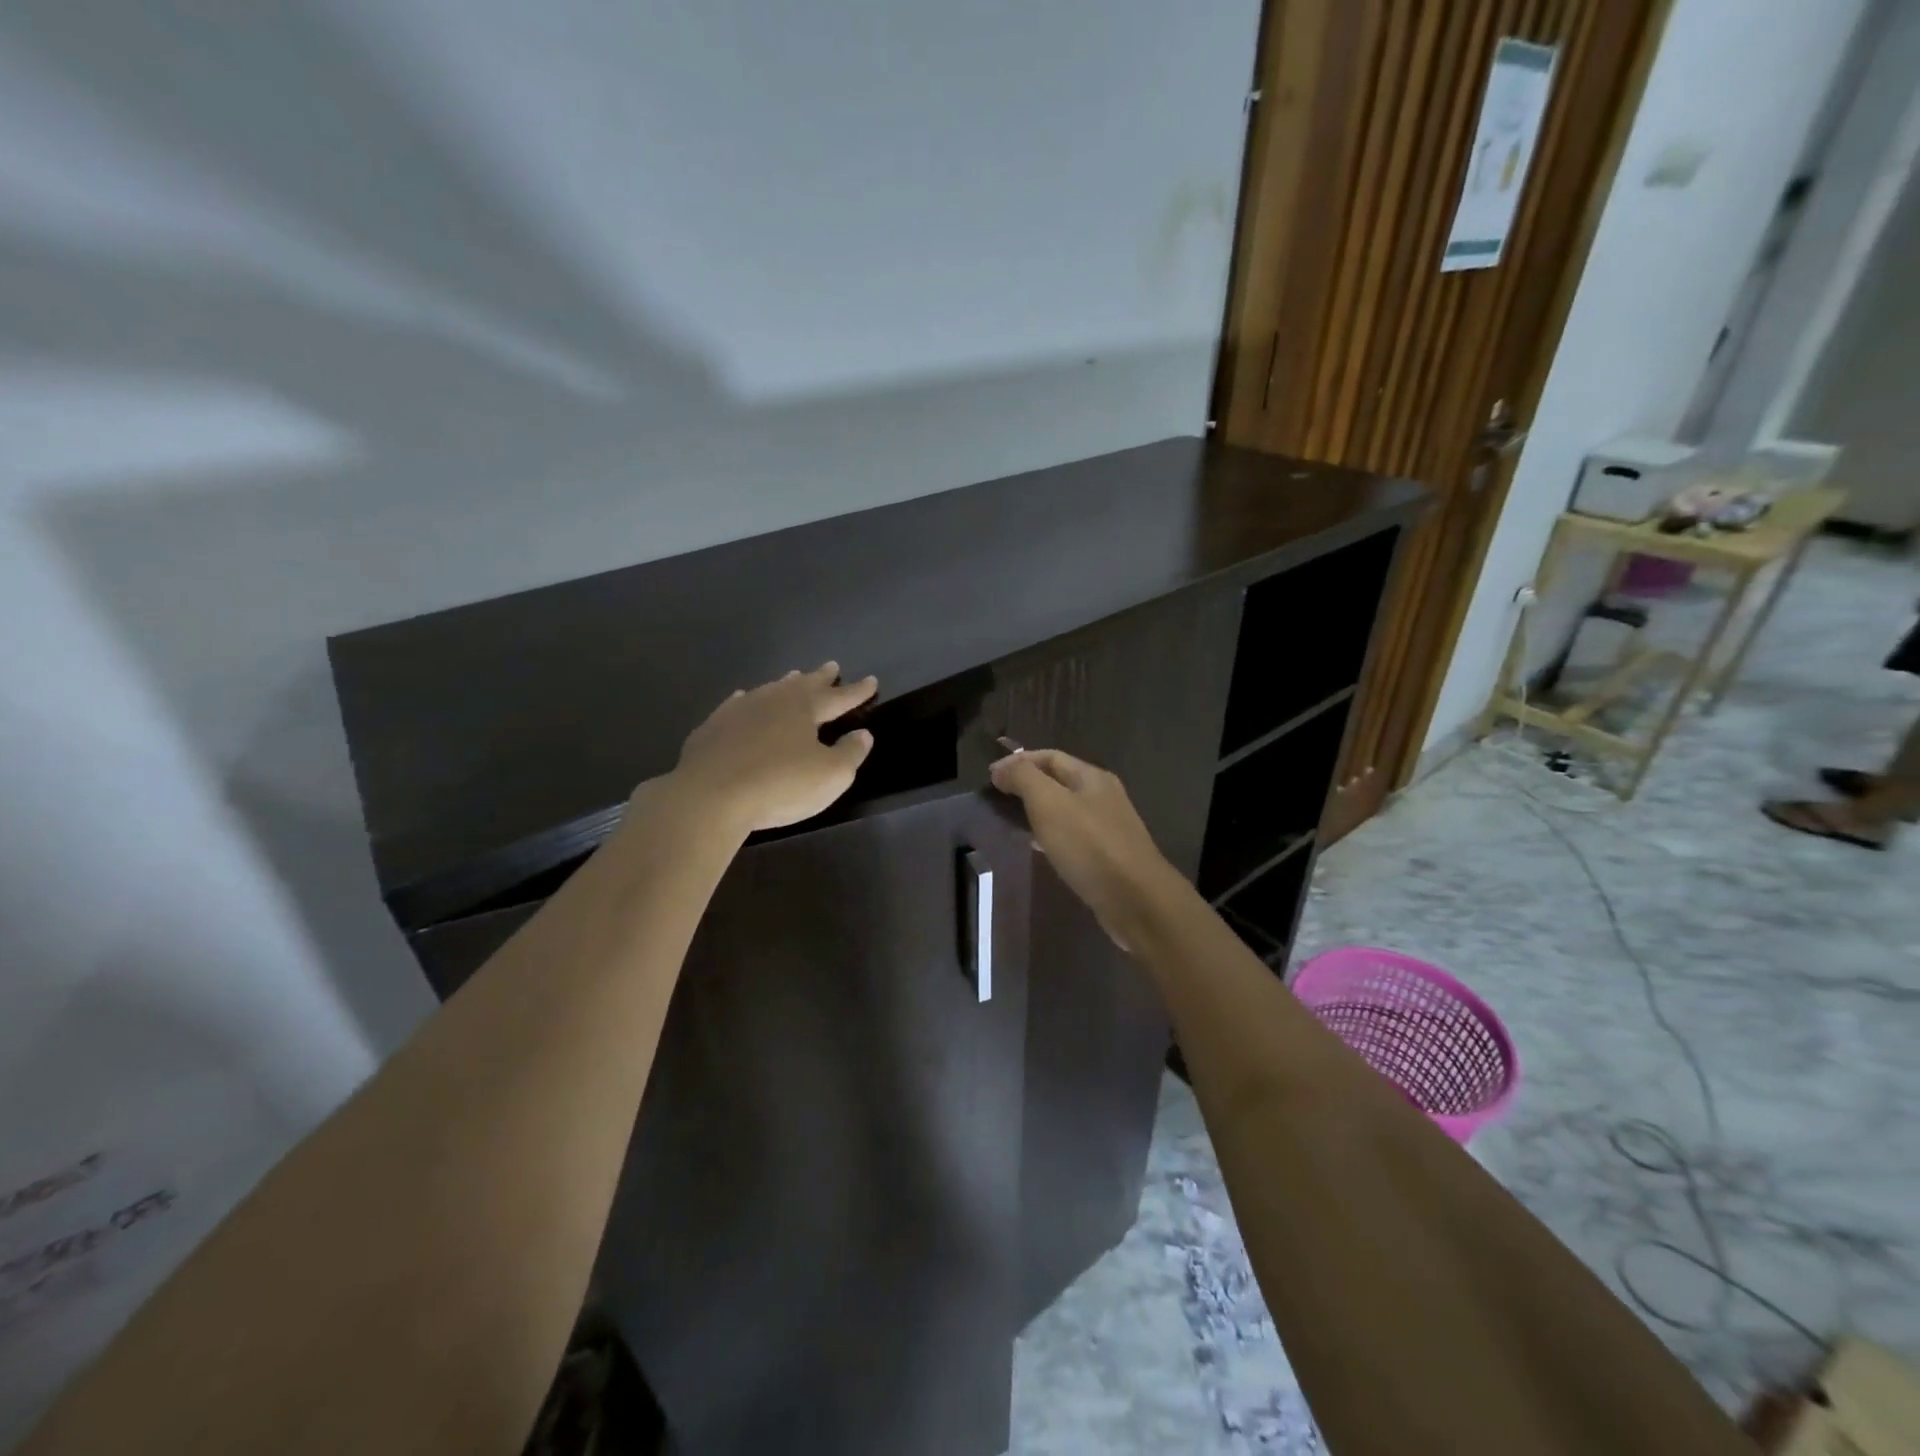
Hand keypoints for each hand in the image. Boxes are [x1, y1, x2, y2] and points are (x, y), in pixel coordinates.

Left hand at [666, 664, 877, 833]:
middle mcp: (773, 700)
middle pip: (803, 684)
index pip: (839, 697)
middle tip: (832, 666)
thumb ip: (850, 753)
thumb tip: (863, 735)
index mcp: (805, 708)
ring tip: (794, 677)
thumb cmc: (780, 784)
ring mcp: (739, 710)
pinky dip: (748, 701)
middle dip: (821, 677)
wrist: (710, 796)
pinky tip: (743, 700)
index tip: (872, 681)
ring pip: (769, 690)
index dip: (857, 691)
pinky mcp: (712, 728)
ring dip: (785, 685)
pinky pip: (737, 705)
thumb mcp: (830, 776)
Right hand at [988, 748, 1183, 950]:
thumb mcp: (1049, 803)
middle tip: (996, 800)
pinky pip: (1073, 837)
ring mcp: (1108, 828)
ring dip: (1038, 812)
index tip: (989, 777)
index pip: (1050, 756)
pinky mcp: (1107, 857)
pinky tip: (1038, 849)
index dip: (1018, 761)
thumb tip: (1001, 768)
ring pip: (1065, 810)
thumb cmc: (1090, 845)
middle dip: (1027, 785)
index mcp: (1092, 777)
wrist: (1136, 900)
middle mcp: (1103, 797)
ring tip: (1010, 823)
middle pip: (1059, 782)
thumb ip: (1023, 778)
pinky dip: (1051, 836)